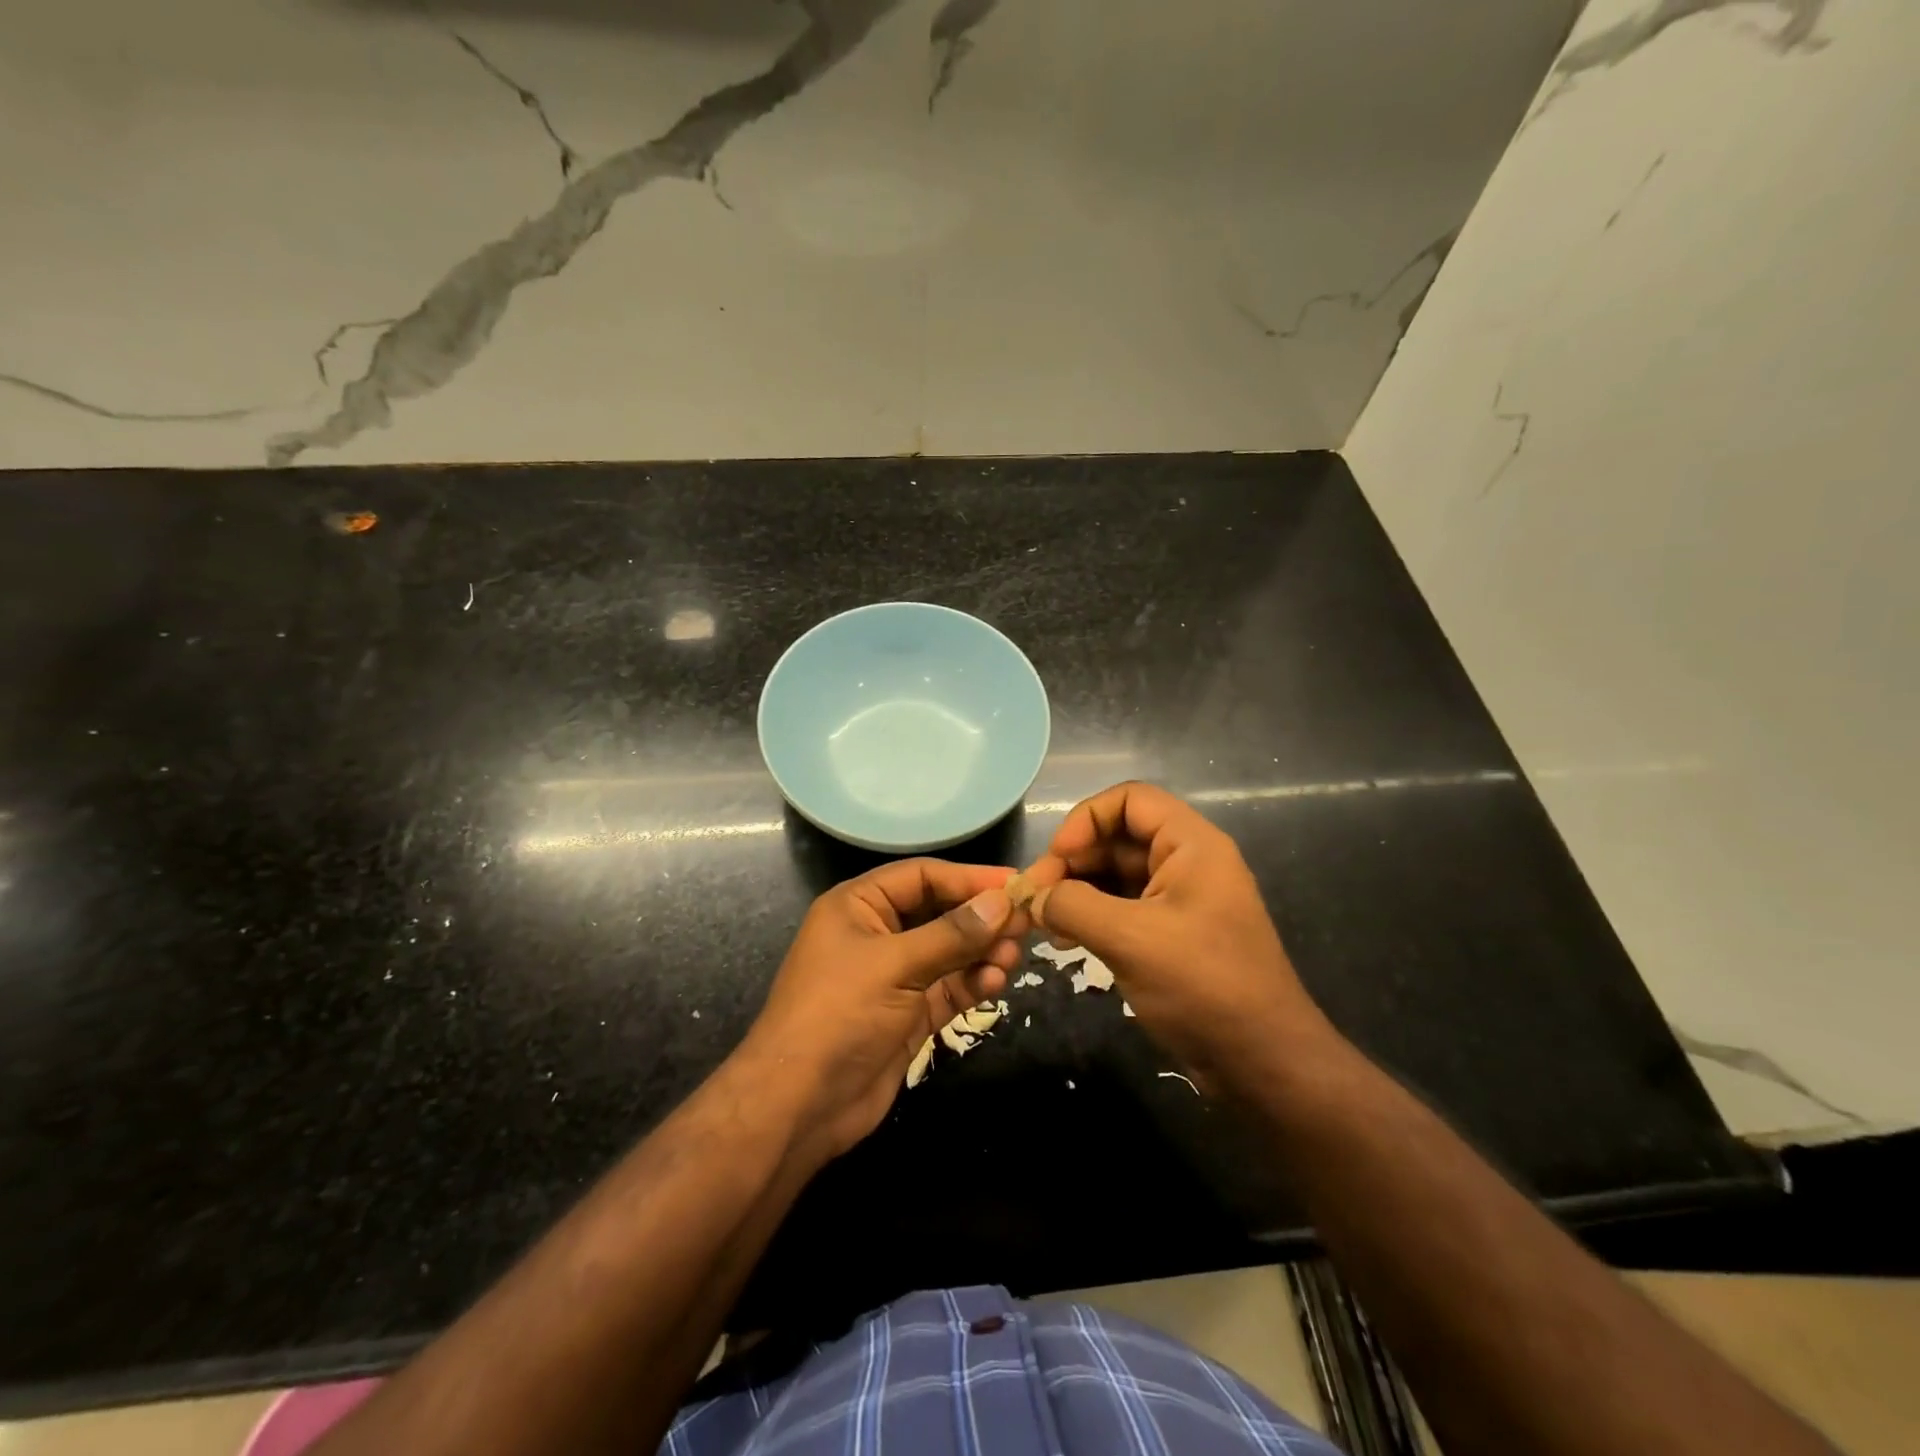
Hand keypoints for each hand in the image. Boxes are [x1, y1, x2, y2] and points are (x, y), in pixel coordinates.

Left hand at [739, 860, 1026, 1164]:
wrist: (799, 1106)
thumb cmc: (839, 1014)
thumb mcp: (895, 965)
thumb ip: (952, 933)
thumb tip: (1003, 901)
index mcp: (859, 906)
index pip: (922, 877)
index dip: (968, 879)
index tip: (1016, 884)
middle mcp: (877, 934)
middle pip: (939, 912)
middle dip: (980, 918)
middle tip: (1026, 922)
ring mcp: (893, 977)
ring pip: (949, 952)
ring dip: (981, 952)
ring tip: (1012, 957)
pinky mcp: (908, 1014)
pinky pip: (948, 988)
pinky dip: (972, 983)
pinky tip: (994, 982)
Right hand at [1020, 781, 1338, 1088]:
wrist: (1263, 1064)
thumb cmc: (1203, 986)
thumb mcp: (1130, 939)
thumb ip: (1073, 906)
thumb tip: (1034, 897)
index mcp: (1191, 845)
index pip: (1129, 800)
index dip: (1086, 820)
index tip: (1057, 859)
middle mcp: (1186, 862)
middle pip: (1117, 837)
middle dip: (1072, 861)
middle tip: (1035, 898)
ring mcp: (1180, 900)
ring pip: (1116, 875)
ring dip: (1077, 891)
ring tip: (1044, 923)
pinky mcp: (1172, 935)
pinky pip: (1123, 908)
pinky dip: (1091, 917)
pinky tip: (1066, 941)